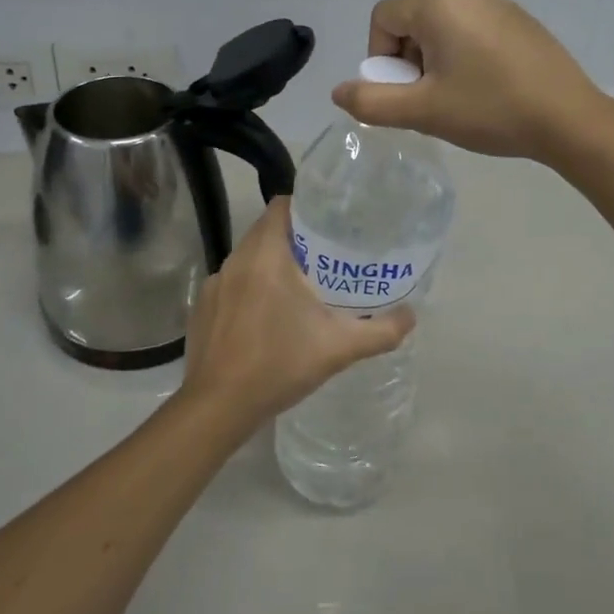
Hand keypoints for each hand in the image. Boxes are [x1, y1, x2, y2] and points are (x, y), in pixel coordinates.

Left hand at [179, 197, 414, 431]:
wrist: (218, 407)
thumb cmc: (278, 365)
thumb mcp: (339, 348)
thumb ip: (381, 331)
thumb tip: (411, 316)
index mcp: (265, 256)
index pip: (281, 206)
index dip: (306, 208)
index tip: (331, 223)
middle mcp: (234, 261)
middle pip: (266, 231)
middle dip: (296, 239)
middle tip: (327, 257)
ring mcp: (214, 285)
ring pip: (248, 259)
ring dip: (272, 265)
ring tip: (302, 286)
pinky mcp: (203, 308)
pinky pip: (233, 284)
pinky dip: (251, 289)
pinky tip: (268, 318)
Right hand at [330, 0, 608, 162]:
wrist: (570, 119)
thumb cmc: (490, 111)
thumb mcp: (422, 112)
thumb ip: (371, 102)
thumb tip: (339, 92)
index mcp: (441, 6)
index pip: (384, 17)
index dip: (379, 57)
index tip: (403, 91)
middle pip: (414, 22)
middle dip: (409, 62)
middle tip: (430, 101)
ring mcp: (501, 5)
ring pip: (445, 29)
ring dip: (437, 62)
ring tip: (459, 99)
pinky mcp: (523, 22)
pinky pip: (475, 32)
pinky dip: (466, 57)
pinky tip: (488, 90)